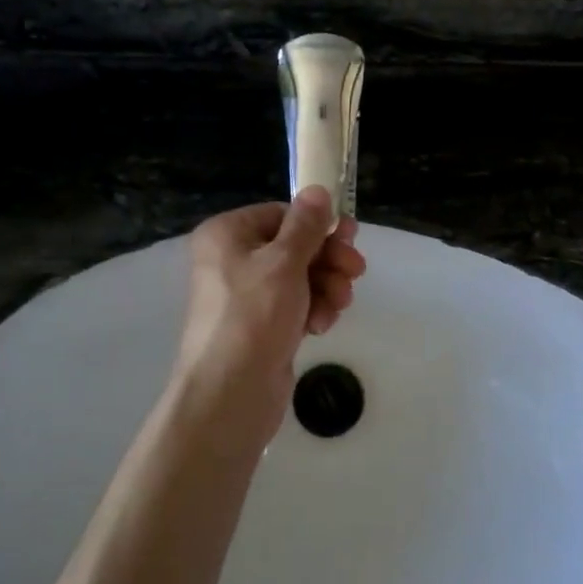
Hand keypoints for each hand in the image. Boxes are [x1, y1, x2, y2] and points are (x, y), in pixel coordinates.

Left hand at [171, 187, 366, 442]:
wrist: (230, 394)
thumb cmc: (253, 316)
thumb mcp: (284, 262)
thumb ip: (306, 225)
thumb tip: (317, 189)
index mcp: (227, 234)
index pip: (282, 214)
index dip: (317, 225)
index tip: (350, 237)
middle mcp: (232, 259)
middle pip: (294, 246)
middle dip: (327, 260)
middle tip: (356, 272)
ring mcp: (247, 295)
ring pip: (300, 277)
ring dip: (326, 286)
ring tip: (337, 305)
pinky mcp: (261, 326)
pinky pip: (295, 304)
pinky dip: (313, 310)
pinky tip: (321, 326)